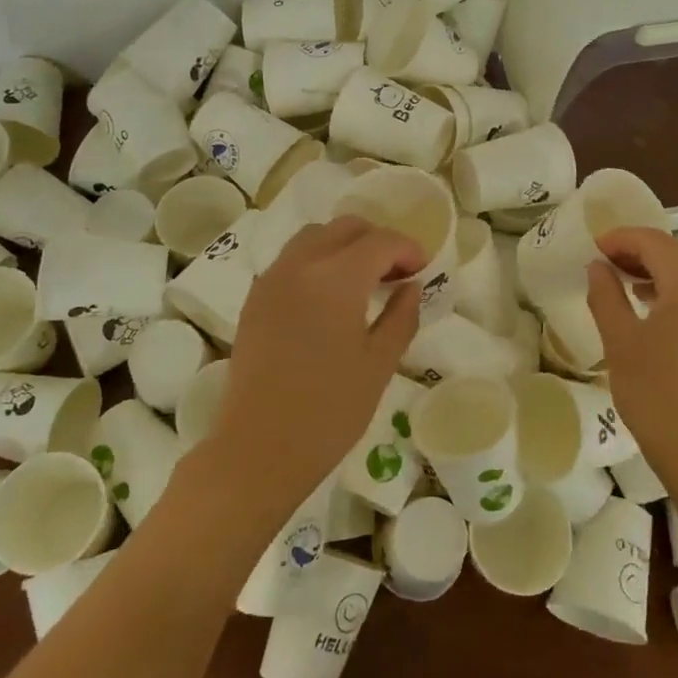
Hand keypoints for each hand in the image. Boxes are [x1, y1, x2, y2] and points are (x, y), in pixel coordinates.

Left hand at [208, 217, 423, 513]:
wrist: (258, 449)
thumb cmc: (329, 410)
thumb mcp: (379, 364)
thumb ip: (401, 316)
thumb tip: (411, 287)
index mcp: (336, 278)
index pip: (380, 241)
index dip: (407, 248)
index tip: (423, 269)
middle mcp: (300, 265)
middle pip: (345, 227)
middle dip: (377, 240)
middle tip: (397, 272)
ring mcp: (272, 279)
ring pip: (314, 237)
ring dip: (344, 245)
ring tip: (364, 279)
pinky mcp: (255, 299)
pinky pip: (291, 259)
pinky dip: (317, 260)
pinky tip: (329, 295)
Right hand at [587, 227, 677, 475]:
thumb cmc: (654, 392)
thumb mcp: (619, 340)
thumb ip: (606, 295)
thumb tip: (598, 267)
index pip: (655, 242)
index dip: (622, 238)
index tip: (594, 247)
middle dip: (640, 250)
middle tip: (606, 262)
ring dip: (660, 269)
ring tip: (625, 281)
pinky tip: (654, 306)